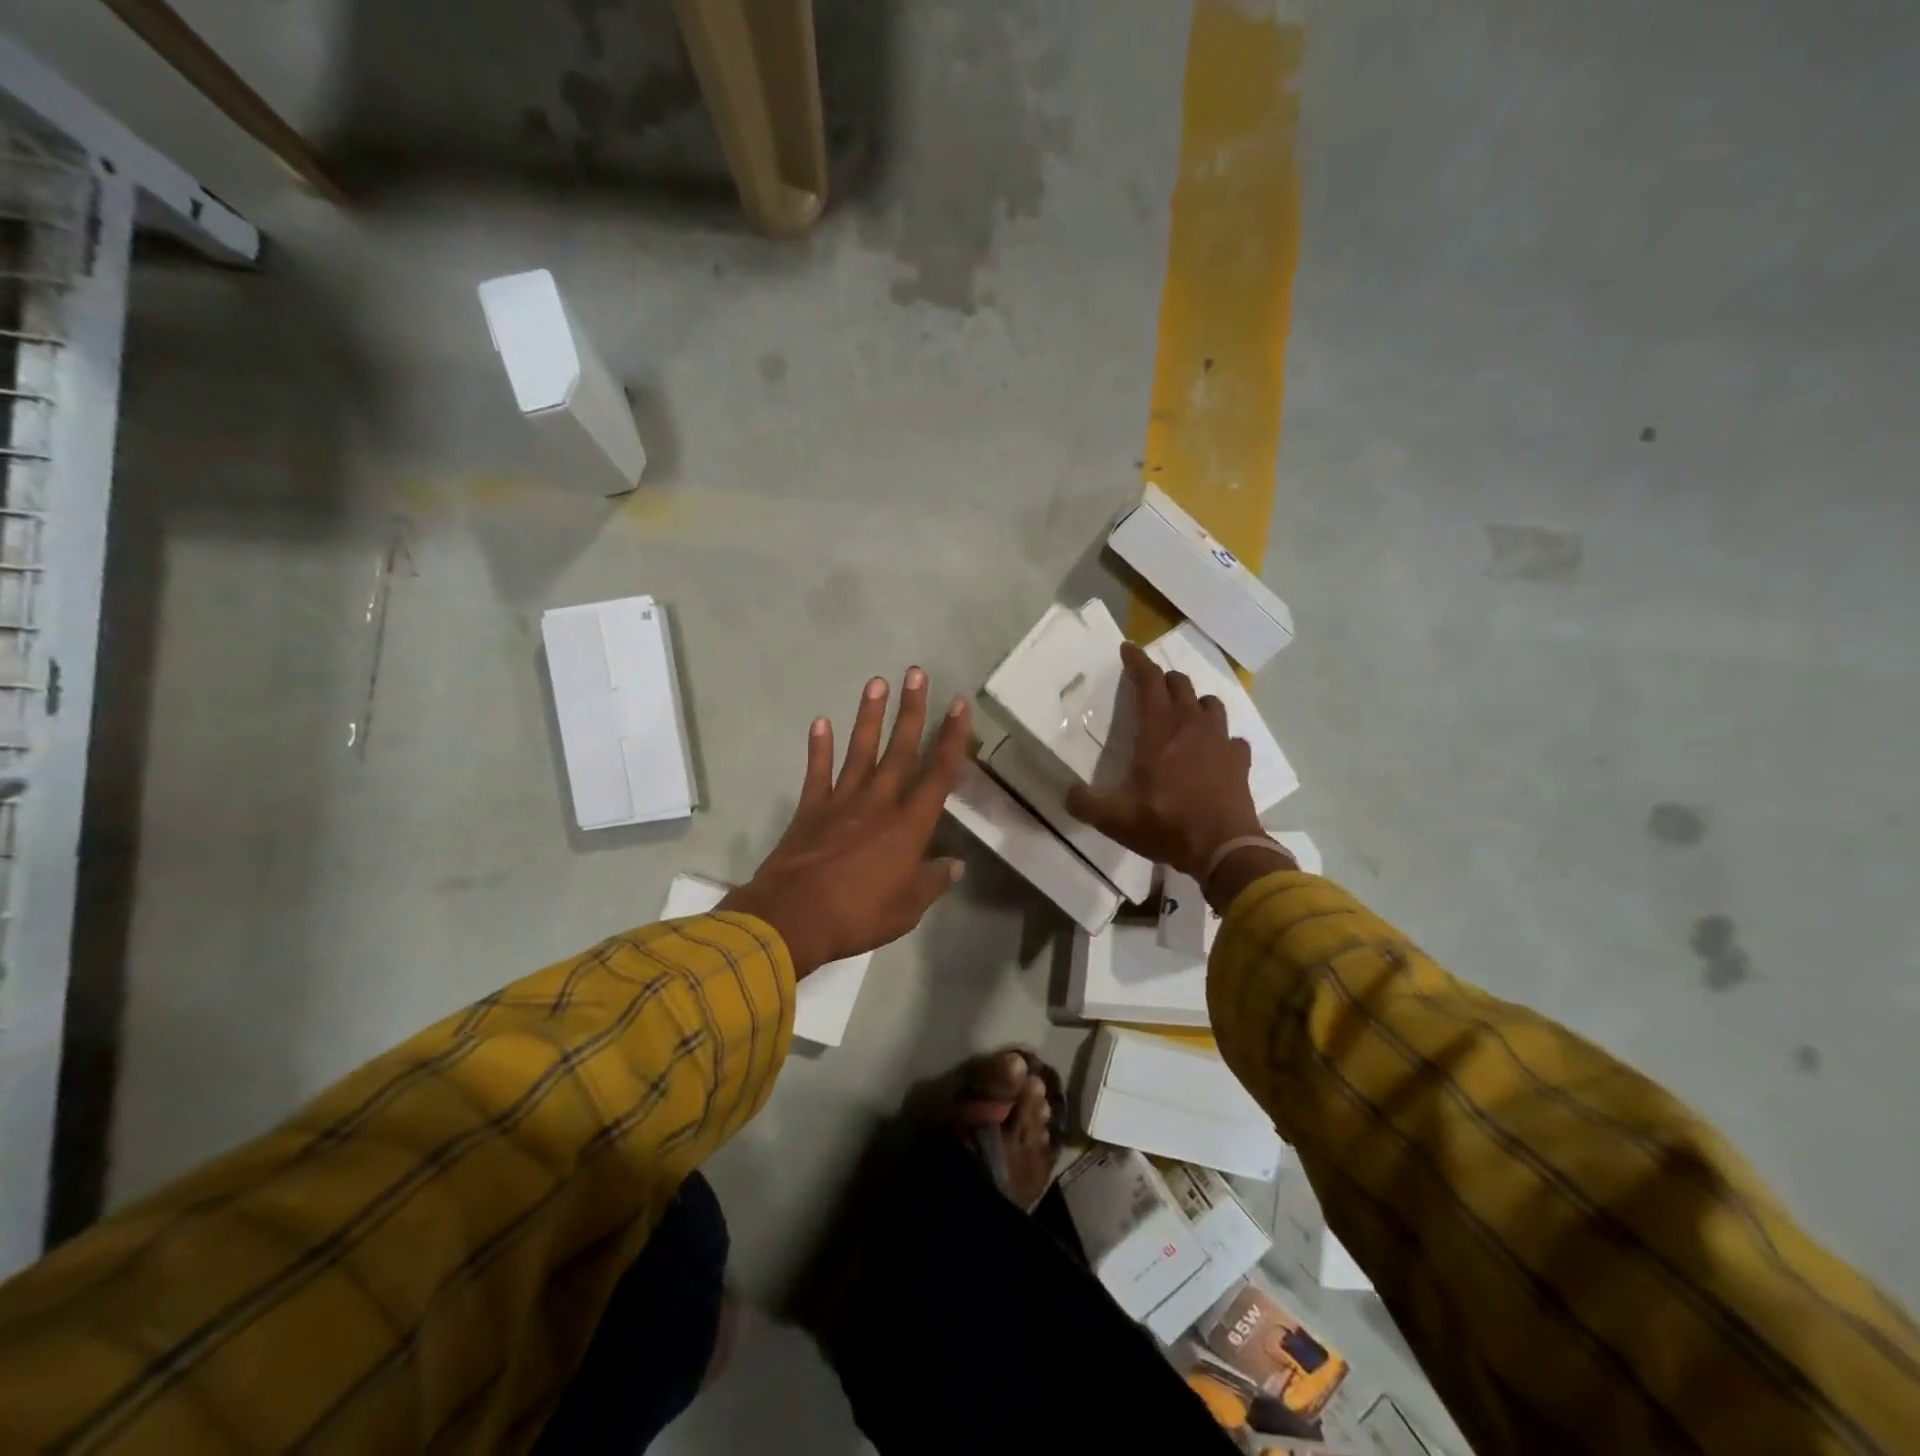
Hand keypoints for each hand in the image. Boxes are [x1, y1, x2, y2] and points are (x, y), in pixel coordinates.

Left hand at [720, 668, 972, 976]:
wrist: (792, 919)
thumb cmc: (857, 915)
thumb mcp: (907, 909)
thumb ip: (932, 881)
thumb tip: (954, 864)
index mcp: (908, 826)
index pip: (938, 775)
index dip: (951, 739)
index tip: (958, 704)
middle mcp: (878, 803)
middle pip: (900, 750)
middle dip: (912, 710)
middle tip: (917, 673)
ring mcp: (841, 802)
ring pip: (860, 751)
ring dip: (870, 716)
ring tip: (877, 682)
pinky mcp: (810, 810)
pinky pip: (817, 773)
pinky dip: (819, 748)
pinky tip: (820, 722)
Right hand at [1065, 642, 1268, 880]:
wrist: (1222, 847)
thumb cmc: (1164, 823)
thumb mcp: (1113, 818)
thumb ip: (1085, 803)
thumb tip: (1068, 794)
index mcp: (1158, 728)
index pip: (1148, 680)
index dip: (1137, 661)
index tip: (1128, 649)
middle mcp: (1191, 724)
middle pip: (1180, 685)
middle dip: (1164, 680)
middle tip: (1151, 688)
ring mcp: (1220, 740)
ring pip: (1210, 704)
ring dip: (1194, 703)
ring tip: (1184, 715)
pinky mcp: (1240, 761)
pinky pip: (1232, 739)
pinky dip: (1221, 740)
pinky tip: (1214, 753)